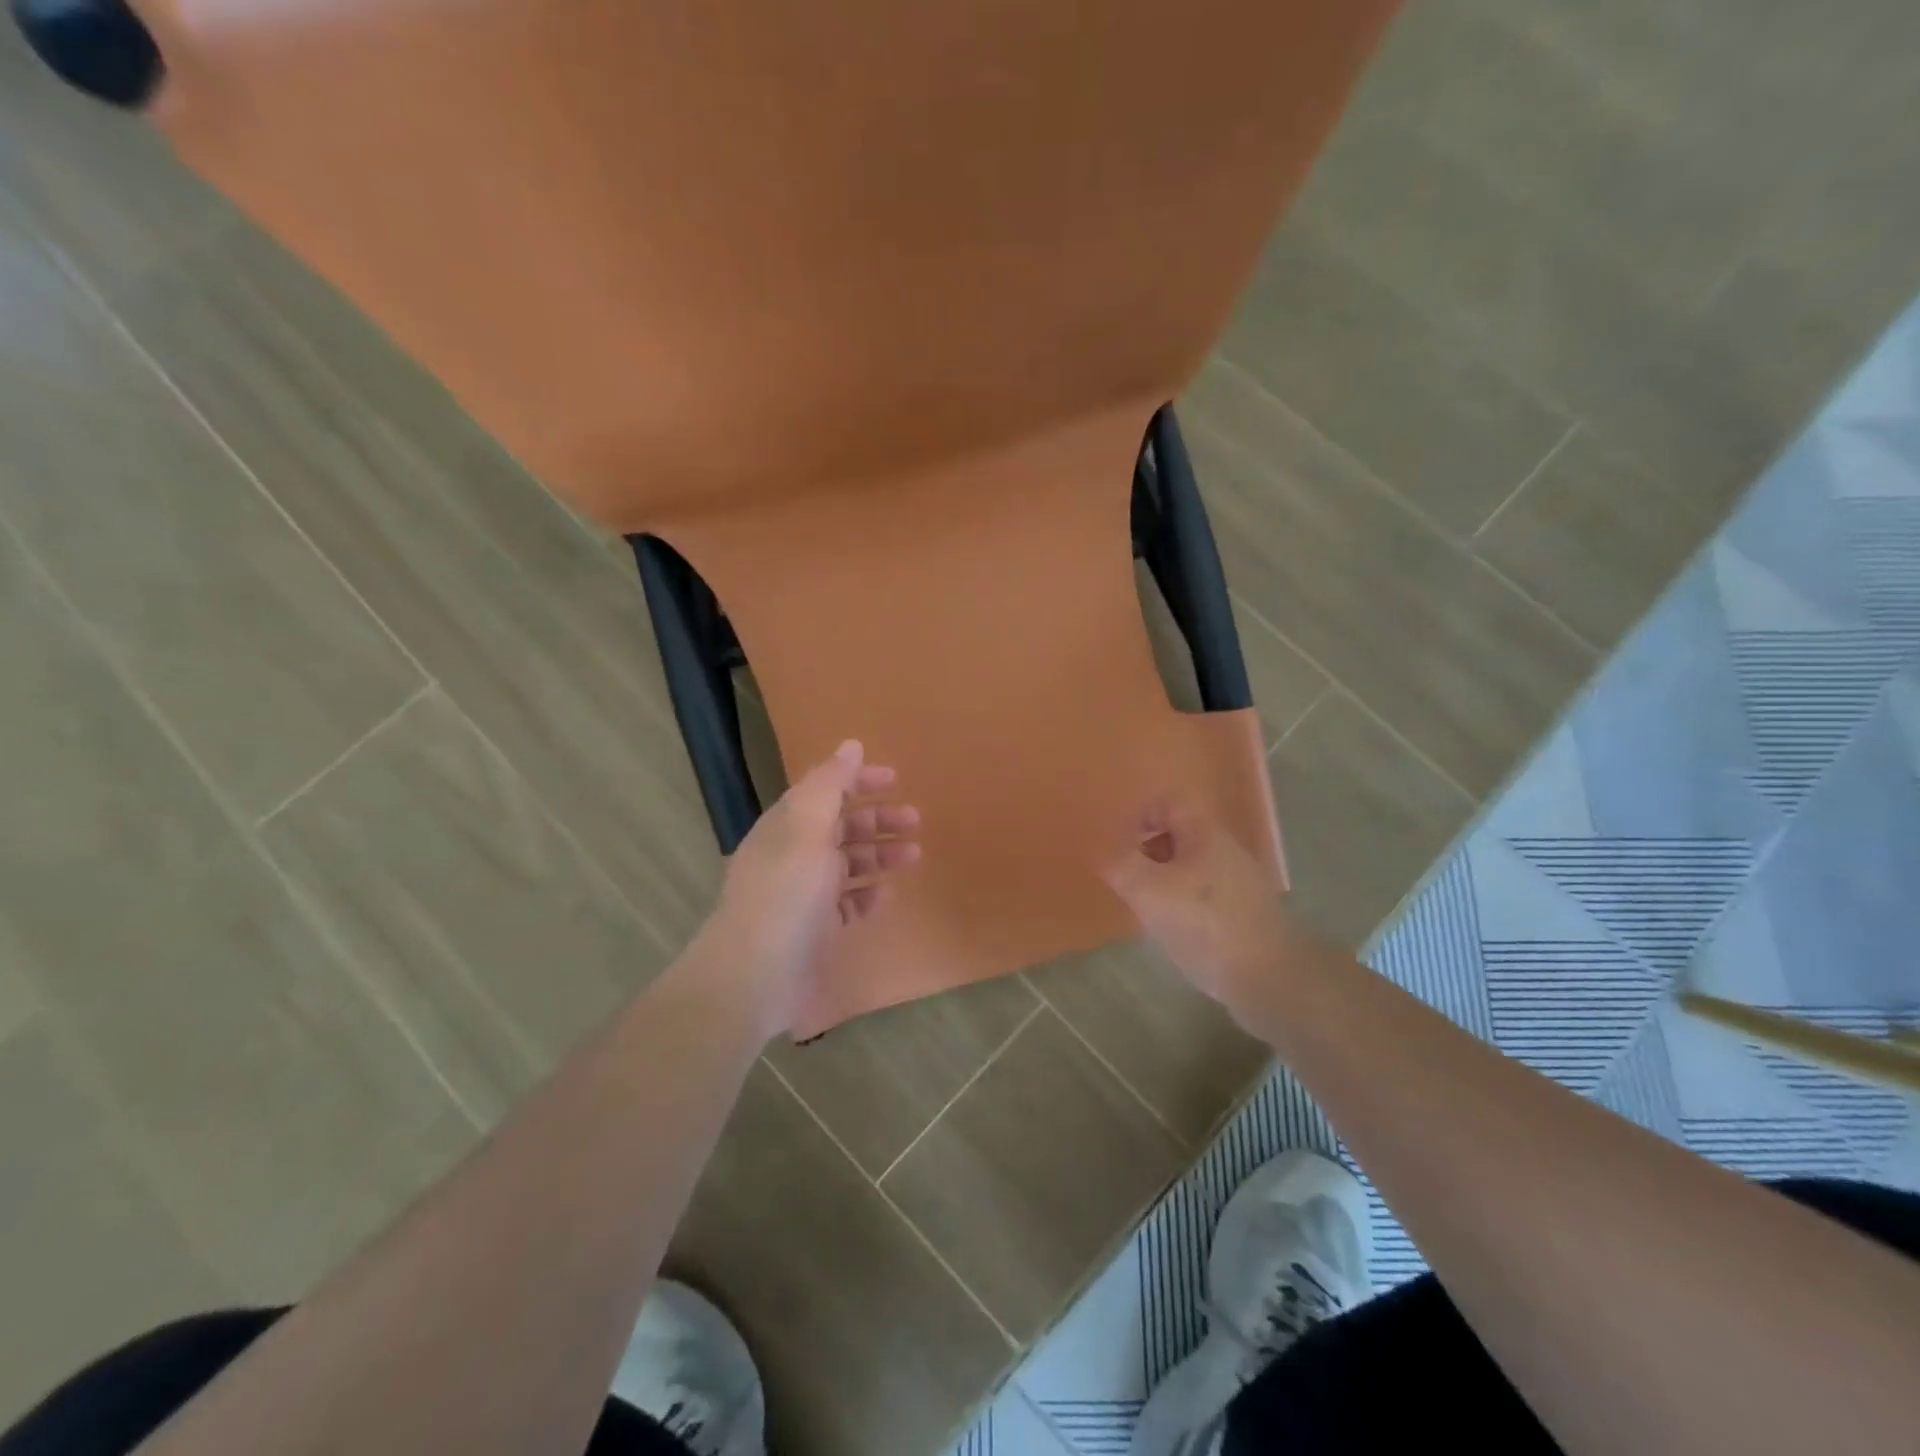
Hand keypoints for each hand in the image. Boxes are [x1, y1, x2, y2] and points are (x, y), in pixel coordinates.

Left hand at [704, 739, 919, 1036]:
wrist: (754, 976)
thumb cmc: (786, 893)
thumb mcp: (807, 827)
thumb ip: (830, 783)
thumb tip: (851, 745)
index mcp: (786, 825)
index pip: (824, 791)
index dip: (858, 780)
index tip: (896, 779)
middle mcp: (792, 855)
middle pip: (840, 827)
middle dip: (877, 819)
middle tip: (916, 820)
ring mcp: (802, 895)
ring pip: (847, 865)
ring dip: (879, 854)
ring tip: (914, 855)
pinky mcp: (813, 931)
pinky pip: (846, 904)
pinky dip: (867, 895)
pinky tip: (887, 894)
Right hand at [1103, 800, 1290, 1025]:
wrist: (1270, 978)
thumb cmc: (1205, 924)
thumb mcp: (1149, 891)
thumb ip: (1122, 865)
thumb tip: (1108, 852)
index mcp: (1205, 835)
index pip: (1170, 803)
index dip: (1141, 815)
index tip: (1120, 845)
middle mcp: (1227, 851)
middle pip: (1180, 836)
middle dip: (1148, 853)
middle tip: (1129, 880)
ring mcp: (1241, 884)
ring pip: (1191, 868)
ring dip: (1164, 882)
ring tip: (1147, 910)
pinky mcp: (1246, 915)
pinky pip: (1205, 897)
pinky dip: (1184, 906)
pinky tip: (1175, 933)